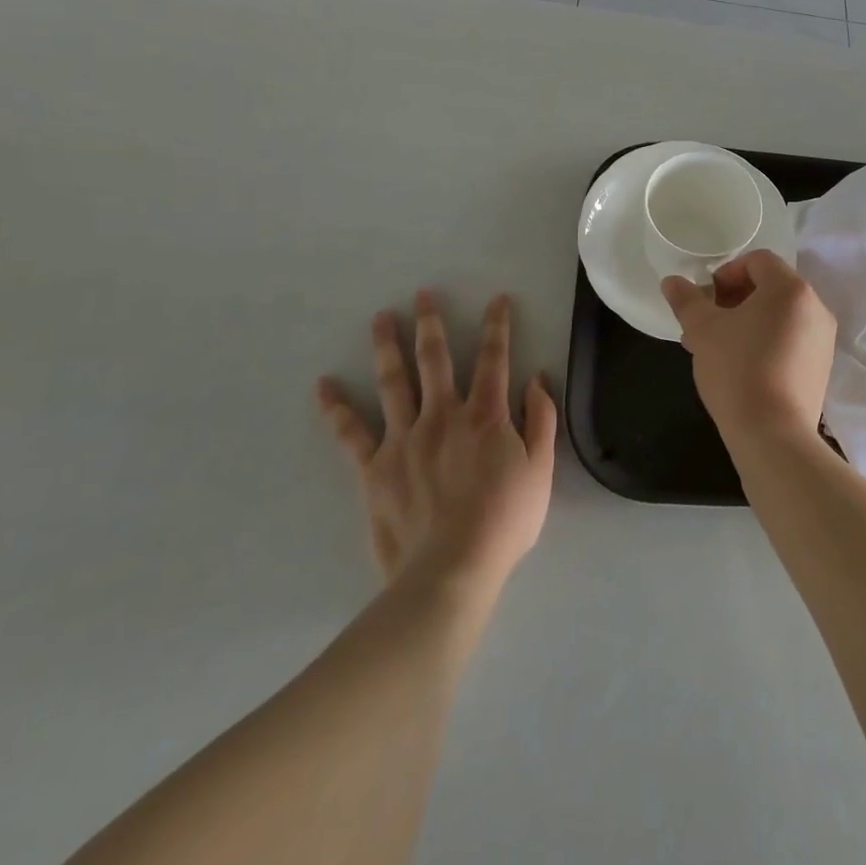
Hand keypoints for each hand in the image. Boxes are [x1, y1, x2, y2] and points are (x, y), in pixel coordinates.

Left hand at [316, 292, 555, 598]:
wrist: (452, 570)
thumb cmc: (504, 521)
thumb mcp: (541, 470)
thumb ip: (541, 420)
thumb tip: (536, 379)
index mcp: (485, 415)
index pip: (494, 358)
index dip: (497, 326)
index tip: (496, 299)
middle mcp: (443, 415)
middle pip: (436, 359)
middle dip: (431, 323)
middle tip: (423, 294)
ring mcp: (404, 438)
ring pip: (394, 382)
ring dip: (387, 346)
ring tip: (381, 318)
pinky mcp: (375, 467)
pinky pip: (351, 433)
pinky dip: (336, 408)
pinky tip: (324, 385)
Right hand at [660, 250, 835, 450]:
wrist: (773, 435)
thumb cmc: (736, 369)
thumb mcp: (702, 330)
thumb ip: (687, 300)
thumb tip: (671, 281)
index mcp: (790, 288)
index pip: (758, 260)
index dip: (727, 273)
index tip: (707, 299)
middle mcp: (815, 307)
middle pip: (770, 286)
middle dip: (734, 299)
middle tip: (707, 323)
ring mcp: (823, 339)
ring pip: (779, 315)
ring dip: (747, 321)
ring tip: (717, 348)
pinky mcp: (822, 367)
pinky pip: (791, 339)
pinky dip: (766, 341)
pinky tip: (741, 367)